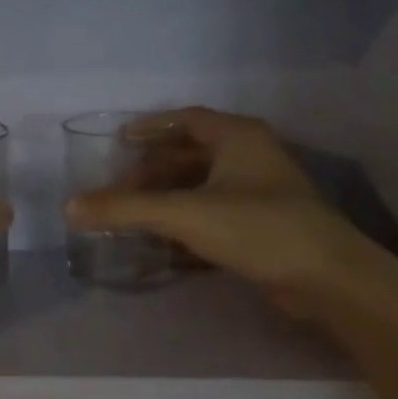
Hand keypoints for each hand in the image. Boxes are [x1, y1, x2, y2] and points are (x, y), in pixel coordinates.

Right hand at [63, 107, 397, 320]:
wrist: (328, 278)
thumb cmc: (257, 228)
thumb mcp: (184, 215)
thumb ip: (125, 210)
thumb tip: (69, 206)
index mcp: (237, 137)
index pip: (186, 119)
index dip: (150, 127)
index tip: (120, 140)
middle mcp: (251, 156)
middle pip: (190, 155)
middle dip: (153, 172)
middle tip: (120, 190)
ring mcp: (261, 192)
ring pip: (202, 187)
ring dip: (167, 199)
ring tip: (134, 216)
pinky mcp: (264, 225)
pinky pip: (214, 214)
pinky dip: (187, 223)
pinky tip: (164, 244)